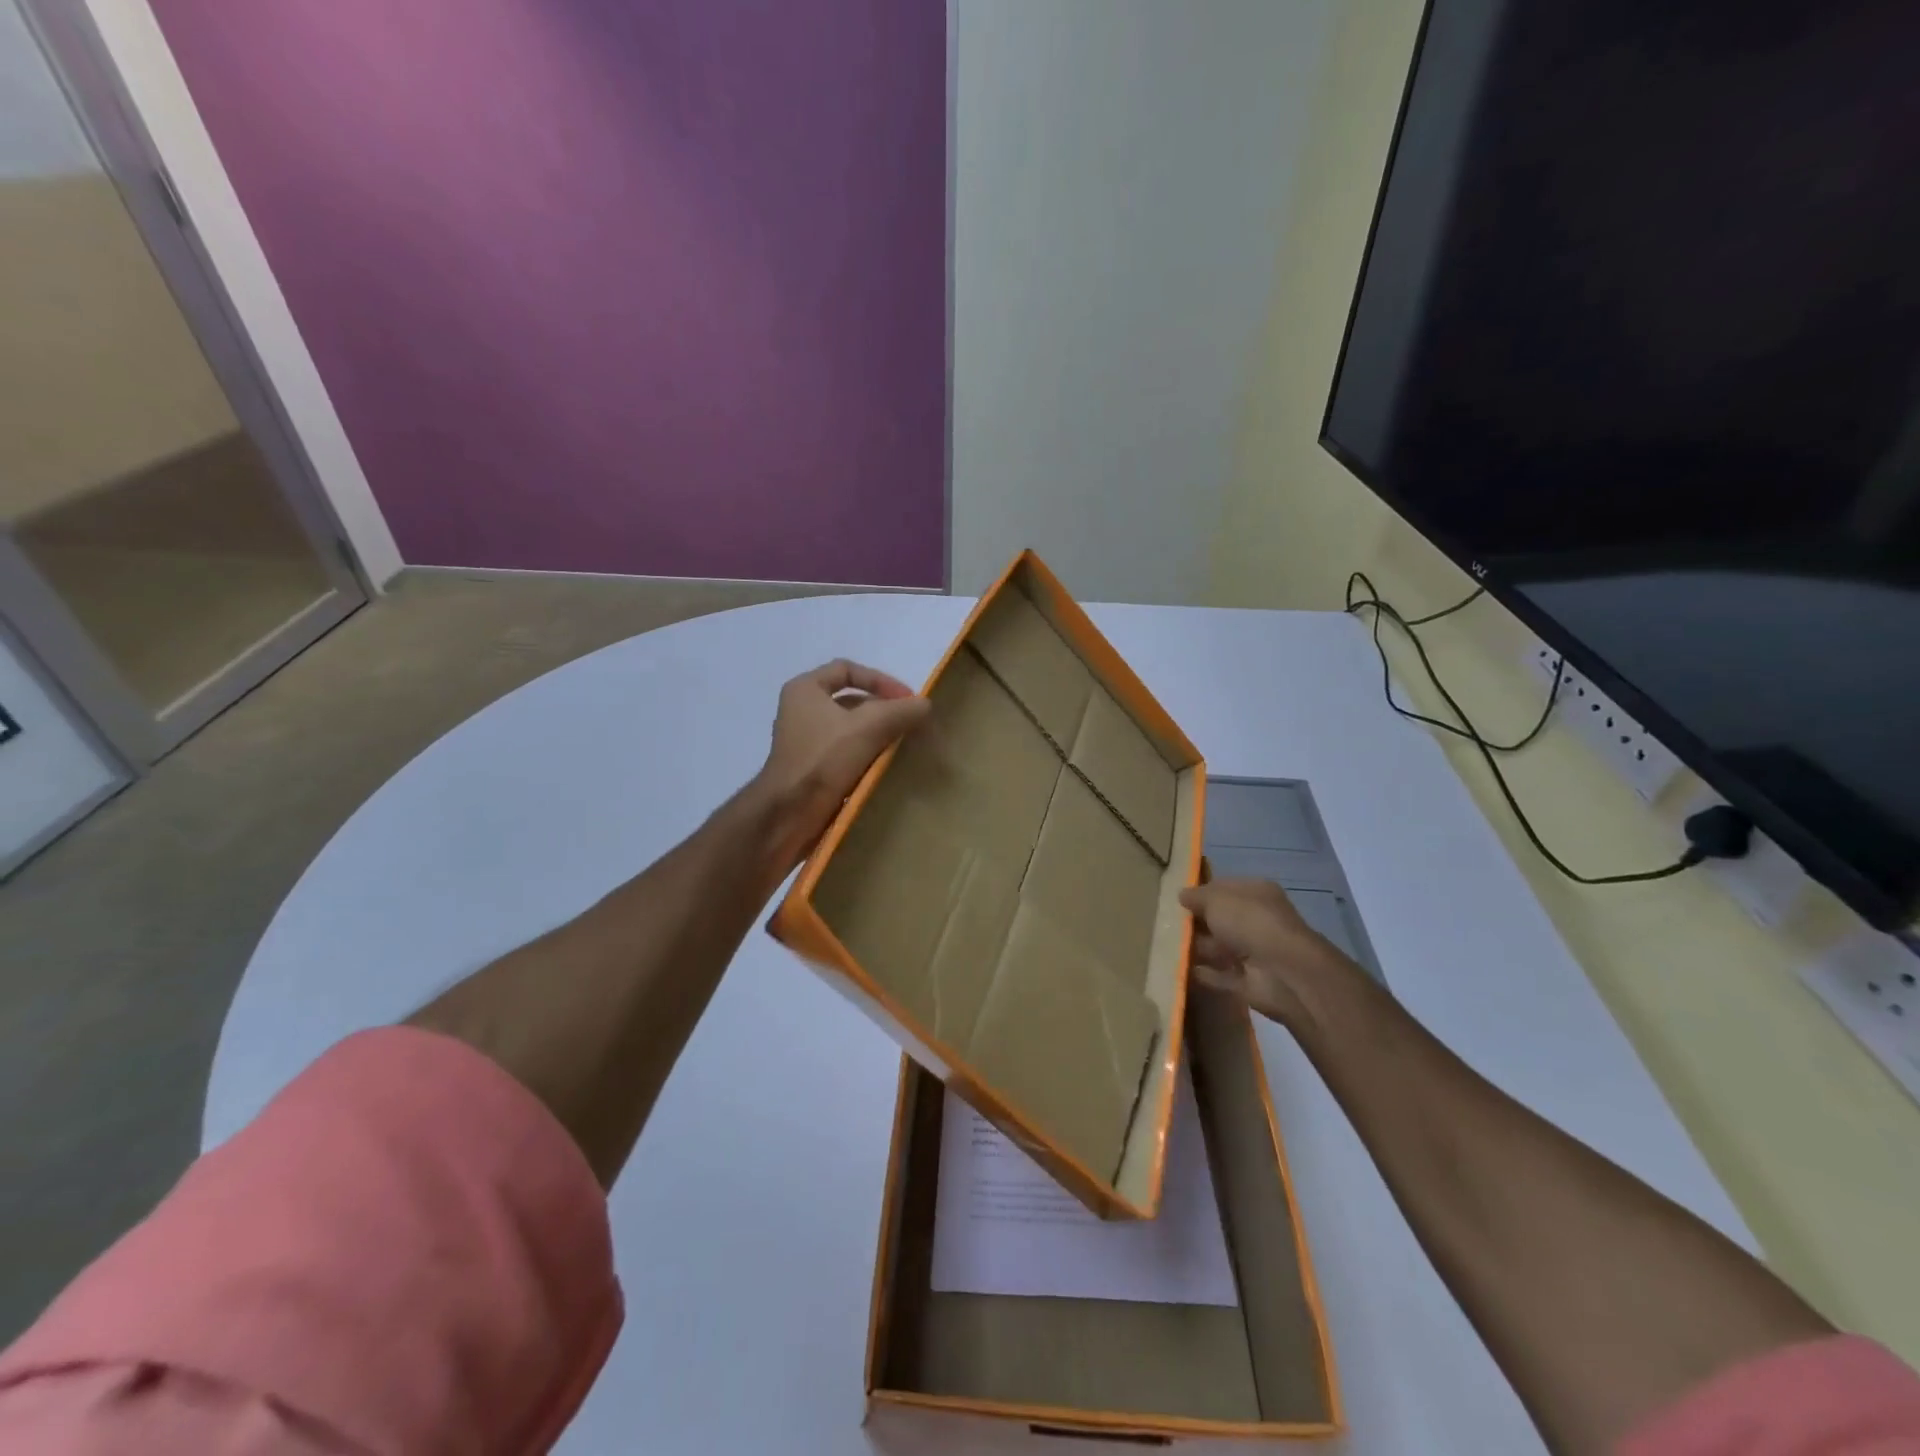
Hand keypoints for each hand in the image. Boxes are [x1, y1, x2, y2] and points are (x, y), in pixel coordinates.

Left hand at [755, 659, 930, 865]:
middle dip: (883, 710)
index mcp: (805, 689)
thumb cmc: (823, 760)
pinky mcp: (811, 768)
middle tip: (910, 724)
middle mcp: (800, 710)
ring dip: (877, 734)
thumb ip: (901, 711)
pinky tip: (885, 767)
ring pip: (850, 729)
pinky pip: (845, 753)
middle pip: (851, 700)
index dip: (881, 680)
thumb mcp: (868, 727)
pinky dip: (866, 755)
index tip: (906, 700)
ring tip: (902, 746)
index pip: (848, 670)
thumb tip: (925, 705)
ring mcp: (804, 741)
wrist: (788, 814)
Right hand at [1179, 878, 1353, 1027]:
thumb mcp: (1216, 899)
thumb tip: (1182, 895)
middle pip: (1221, 919)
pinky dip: (1203, 973)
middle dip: (1196, 922)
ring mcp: (1255, 953)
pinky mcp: (1249, 981)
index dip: (1201, 892)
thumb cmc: (1250, 923)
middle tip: (1164, 922)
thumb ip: (1197, 896)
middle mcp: (1258, 921)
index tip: (1175, 899)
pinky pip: (1220, 975)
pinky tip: (1178, 968)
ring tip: (1164, 945)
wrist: (1283, 973)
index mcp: (1256, 894)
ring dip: (1196, 947)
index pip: (1224, 888)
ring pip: (1219, 947)